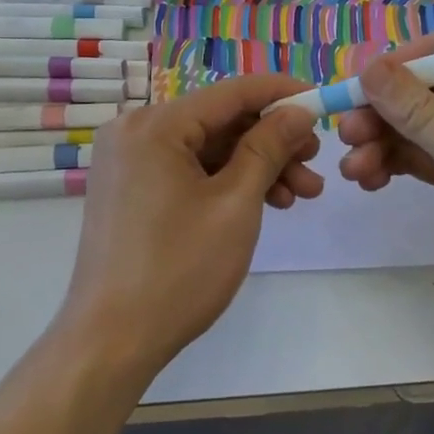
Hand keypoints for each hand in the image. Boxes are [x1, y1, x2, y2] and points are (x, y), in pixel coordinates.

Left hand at [59, 74, 323, 378]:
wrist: (110, 341)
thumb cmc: (178, 270)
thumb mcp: (236, 204)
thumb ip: (268, 148)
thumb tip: (298, 111)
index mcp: (154, 124)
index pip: (231, 92)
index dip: (282, 94)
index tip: (323, 103)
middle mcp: (134, 130)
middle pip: (219, 121)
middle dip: (273, 141)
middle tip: (316, 164)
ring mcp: (128, 160)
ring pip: (206, 148)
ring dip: (254, 166)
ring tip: (301, 195)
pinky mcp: (129, 187)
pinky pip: (186, 169)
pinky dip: (224, 181)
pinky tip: (265, 202)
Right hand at [335, 21, 433, 329]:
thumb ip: (420, 113)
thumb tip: (370, 67)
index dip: (410, 57)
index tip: (367, 81)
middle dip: (388, 111)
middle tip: (345, 133)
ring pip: (426, 125)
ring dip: (387, 142)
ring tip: (351, 169)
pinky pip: (431, 155)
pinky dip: (402, 163)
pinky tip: (371, 180)